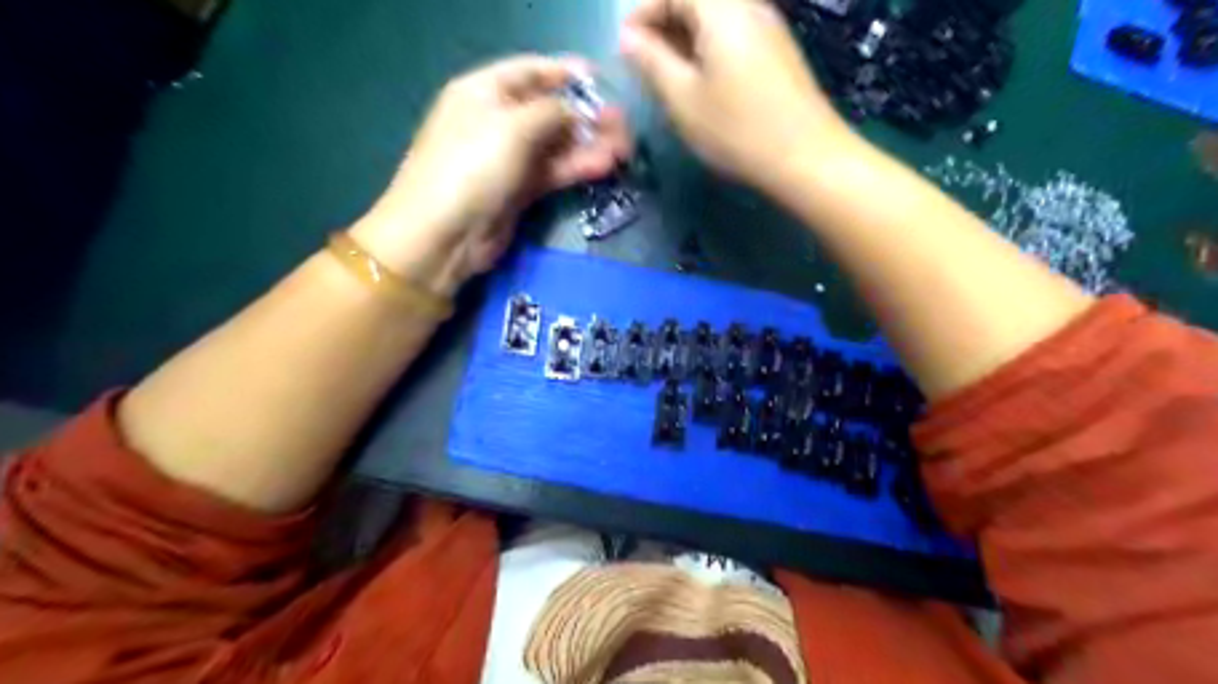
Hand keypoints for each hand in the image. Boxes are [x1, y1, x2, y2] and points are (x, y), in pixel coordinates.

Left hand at [351, 55, 632, 295]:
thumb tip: (576, 111)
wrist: (445, 235)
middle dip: (587, 115)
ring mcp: (509, 158)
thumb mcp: (512, 127)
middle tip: (622, 124)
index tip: (603, 82)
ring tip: (623, 148)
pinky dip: (578, 167)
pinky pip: (555, 172)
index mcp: (484, 92)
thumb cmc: (472, 168)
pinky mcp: (520, 190)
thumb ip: (551, 111)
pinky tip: (605, 166)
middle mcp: (497, 121)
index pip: (531, 72)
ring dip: (589, 144)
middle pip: (550, 110)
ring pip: (557, 144)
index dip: (567, 74)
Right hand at [622, 0, 847, 190]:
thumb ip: (651, 62)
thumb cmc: (737, 129)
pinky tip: (703, 84)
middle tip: (644, 65)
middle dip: (664, 25)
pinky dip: (709, 49)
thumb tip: (628, 38)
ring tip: (670, 78)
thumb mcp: (683, 99)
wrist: (807, 157)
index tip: (624, 49)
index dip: (642, 14)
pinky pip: (735, 34)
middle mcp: (749, 5)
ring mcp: (769, 26)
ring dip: (686, 39)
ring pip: (716, 17)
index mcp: (722, 9)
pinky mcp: (779, 51)